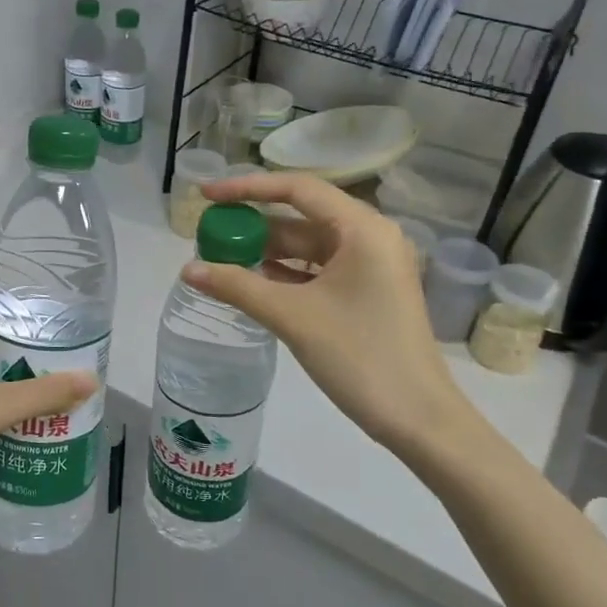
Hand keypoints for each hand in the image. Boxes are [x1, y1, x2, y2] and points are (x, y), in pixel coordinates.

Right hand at [186, 173, 478, 470]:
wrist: (418, 419)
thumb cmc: (359, 356)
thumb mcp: (293, 317)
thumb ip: (237, 286)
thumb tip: (187, 269)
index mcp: (363, 228)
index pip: (297, 189)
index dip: (247, 188)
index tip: (207, 195)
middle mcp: (371, 237)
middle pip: (302, 216)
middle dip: (254, 225)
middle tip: (209, 234)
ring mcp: (372, 266)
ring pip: (308, 246)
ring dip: (267, 252)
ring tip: (221, 259)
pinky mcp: (368, 291)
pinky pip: (319, 270)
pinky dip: (285, 274)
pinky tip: (252, 283)